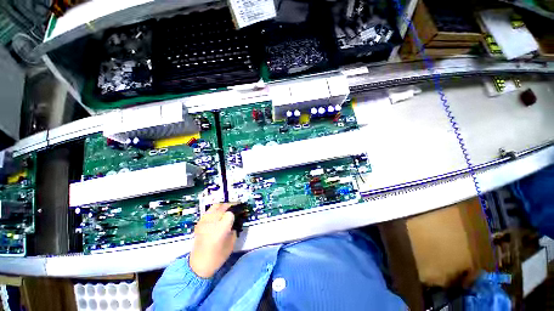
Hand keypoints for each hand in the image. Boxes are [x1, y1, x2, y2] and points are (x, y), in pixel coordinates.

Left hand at [189, 203, 236, 277]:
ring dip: (222, 207)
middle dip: (230, 207)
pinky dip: (215, 211)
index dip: (235, 215)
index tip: (237, 217)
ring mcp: (204, 222)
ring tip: (226, 212)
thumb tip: (235, 221)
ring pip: (215, 206)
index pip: (230, 214)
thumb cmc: (217, 257)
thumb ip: (234, 230)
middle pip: (223, 207)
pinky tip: (217, 217)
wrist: (198, 265)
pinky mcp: (199, 223)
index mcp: (221, 229)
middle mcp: (212, 222)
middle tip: (234, 211)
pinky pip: (209, 212)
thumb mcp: (231, 244)